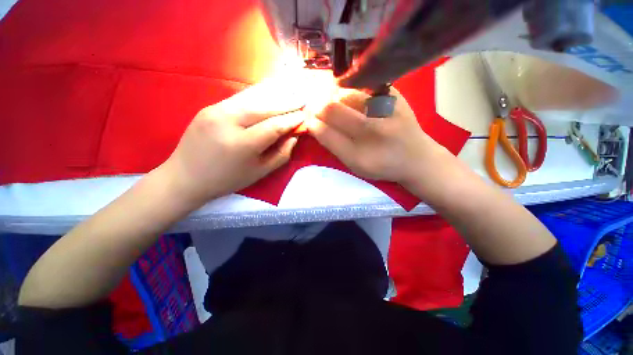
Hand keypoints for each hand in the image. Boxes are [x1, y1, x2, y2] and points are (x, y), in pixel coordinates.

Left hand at [159, 79, 306, 207]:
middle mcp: (228, 122)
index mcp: (242, 144)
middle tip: (303, 98)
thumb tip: (293, 137)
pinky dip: (258, 94)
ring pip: (252, 98)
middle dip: (287, 103)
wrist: (185, 177)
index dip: (291, 120)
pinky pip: (240, 98)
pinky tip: (270, 90)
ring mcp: (215, 111)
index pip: (274, 126)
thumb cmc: (227, 180)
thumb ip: (281, 154)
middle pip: (264, 108)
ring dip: (274, 94)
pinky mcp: (209, 107)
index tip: (305, 116)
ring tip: (291, 89)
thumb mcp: (259, 172)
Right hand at [306, 88, 446, 185]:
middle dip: (318, 106)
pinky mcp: (395, 95)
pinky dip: (349, 91)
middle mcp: (372, 130)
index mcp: (359, 155)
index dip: (312, 123)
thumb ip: (334, 145)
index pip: (325, 132)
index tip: (307, 119)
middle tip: (314, 108)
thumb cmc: (381, 165)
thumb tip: (314, 123)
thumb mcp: (354, 165)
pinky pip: (362, 87)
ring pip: (345, 94)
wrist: (416, 157)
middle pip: (332, 108)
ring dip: (332, 97)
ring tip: (331, 103)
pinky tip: (349, 98)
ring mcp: (386, 109)